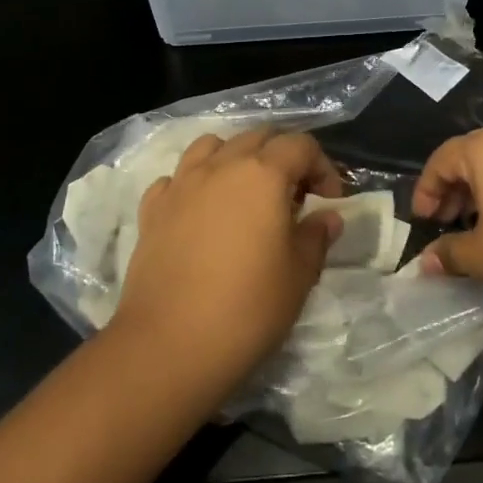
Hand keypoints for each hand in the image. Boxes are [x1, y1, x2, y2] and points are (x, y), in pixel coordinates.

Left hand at [108, 127, 344, 391]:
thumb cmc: (247, 308)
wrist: (169, 345)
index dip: (322, 167)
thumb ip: (316, 237)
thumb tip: (327, 217)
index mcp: (263, 174)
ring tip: (245, 193)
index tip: (329, 201)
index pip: (301, 146)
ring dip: (236, 158)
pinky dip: (195, 183)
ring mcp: (181, 184)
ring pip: (212, 145)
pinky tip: (202, 211)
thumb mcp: (299, 275)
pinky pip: (177, 178)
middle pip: (257, 137)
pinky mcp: (152, 209)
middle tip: (294, 196)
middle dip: (282, 157)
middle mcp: (221, 166)